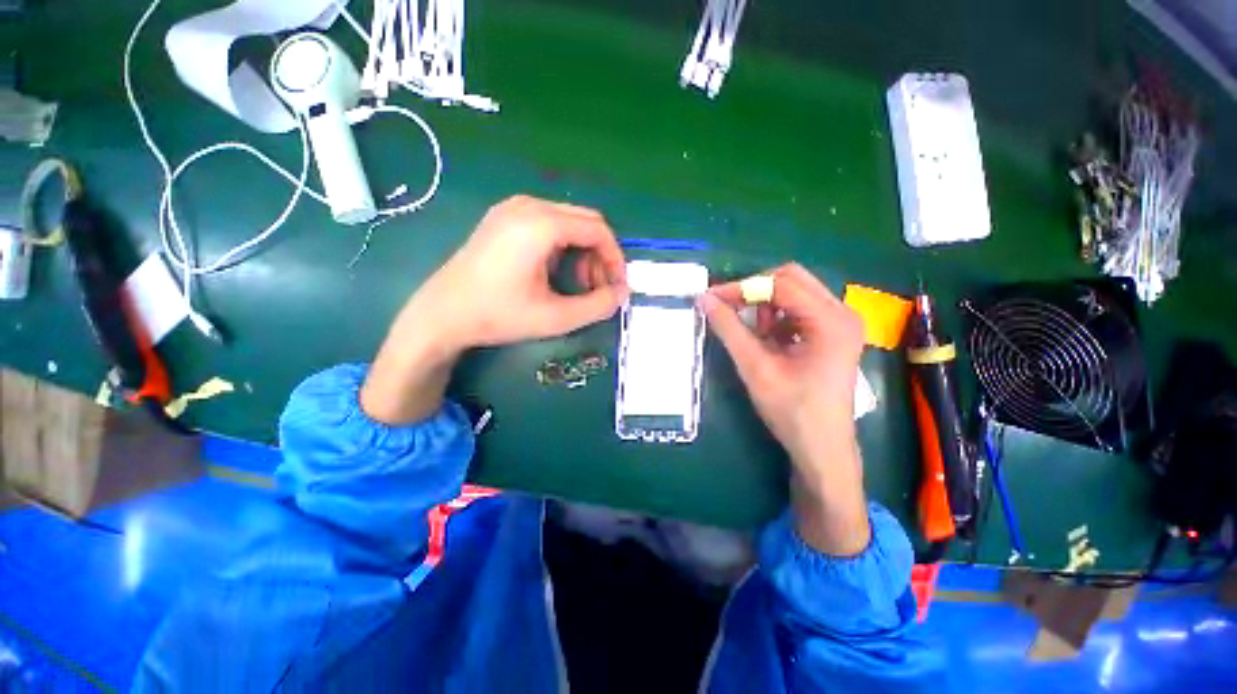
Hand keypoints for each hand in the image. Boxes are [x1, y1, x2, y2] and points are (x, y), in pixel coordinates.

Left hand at [361, 196, 627, 424]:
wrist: (442, 314)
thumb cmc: (498, 316)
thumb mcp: (555, 317)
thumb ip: (597, 306)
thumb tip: (622, 294)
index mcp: (541, 224)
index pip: (598, 230)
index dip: (615, 259)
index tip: (617, 288)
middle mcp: (528, 206)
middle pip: (585, 222)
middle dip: (600, 257)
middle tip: (597, 290)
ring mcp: (513, 208)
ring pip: (569, 222)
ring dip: (583, 253)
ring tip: (577, 287)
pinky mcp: (504, 218)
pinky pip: (549, 224)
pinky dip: (564, 247)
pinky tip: (555, 273)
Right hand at [700, 264, 869, 555]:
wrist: (821, 448)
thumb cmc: (791, 411)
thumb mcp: (755, 367)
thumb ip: (729, 329)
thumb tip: (704, 300)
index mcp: (830, 321)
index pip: (781, 285)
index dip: (742, 287)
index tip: (712, 298)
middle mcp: (842, 313)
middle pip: (792, 280)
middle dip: (756, 292)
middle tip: (730, 310)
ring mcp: (840, 323)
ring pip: (794, 293)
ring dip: (766, 307)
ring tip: (752, 335)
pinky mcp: (833, 333)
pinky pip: (798, 310)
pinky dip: (776, 319)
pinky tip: (767, 342)